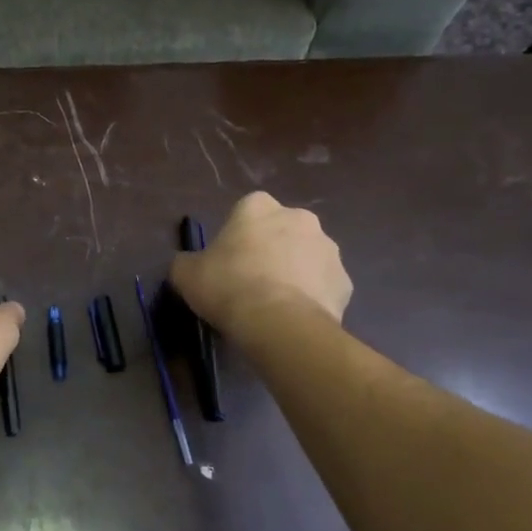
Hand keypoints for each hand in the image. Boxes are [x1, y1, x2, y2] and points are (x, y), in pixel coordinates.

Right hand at [170, 192, 351, 335]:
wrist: (279, 323)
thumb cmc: (228, 287)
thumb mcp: (186, 274)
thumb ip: (186, 262)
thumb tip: (188, 265)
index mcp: (258, 207)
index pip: (247, 210)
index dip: (237, 234)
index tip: (227, 260)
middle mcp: (299, 218)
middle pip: (281, 230)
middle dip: (271, 249)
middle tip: (251, 280)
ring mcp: (328, 249)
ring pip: (307, 256)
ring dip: (294, 272)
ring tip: (274, 304)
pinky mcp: (345, 281)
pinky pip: (324, 286)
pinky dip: (312, 297)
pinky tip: (294, 317)